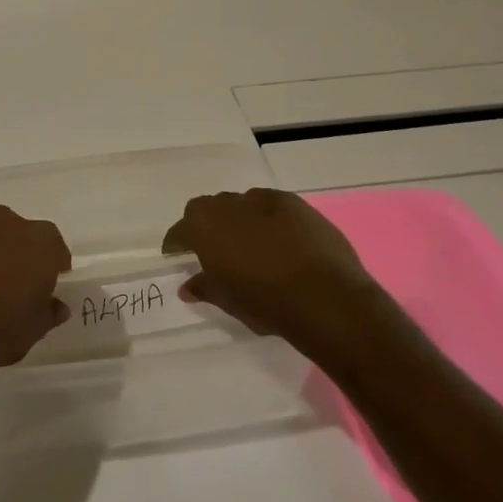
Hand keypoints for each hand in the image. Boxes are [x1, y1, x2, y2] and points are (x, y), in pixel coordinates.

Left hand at [0, 196, 71, 387]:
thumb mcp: (33, 331)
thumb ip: (49, 312)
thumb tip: (57, 305)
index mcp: (43, 248)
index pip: (56, 248)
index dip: (52, 266)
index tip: (44, 285)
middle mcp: (15, 226)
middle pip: (25, 232)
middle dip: (21, 251)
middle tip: (11, 280)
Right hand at [162, 187, 379, 339]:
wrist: (325, 296)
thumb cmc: (266, 302)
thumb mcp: (228, 301)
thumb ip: (204, 288)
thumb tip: (187, 286)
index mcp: (204, 227)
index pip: (180, 230)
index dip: (176, 243)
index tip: (176, 254)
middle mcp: (229, 205)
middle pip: (207, 208)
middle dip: (206, 225)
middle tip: (213, 249)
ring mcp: (263, 200)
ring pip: (239, 204)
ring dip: (238, 219)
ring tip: (249, 243)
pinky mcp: (294, 203)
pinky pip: (269, 205)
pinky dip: (266, 218)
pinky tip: (278, 238)